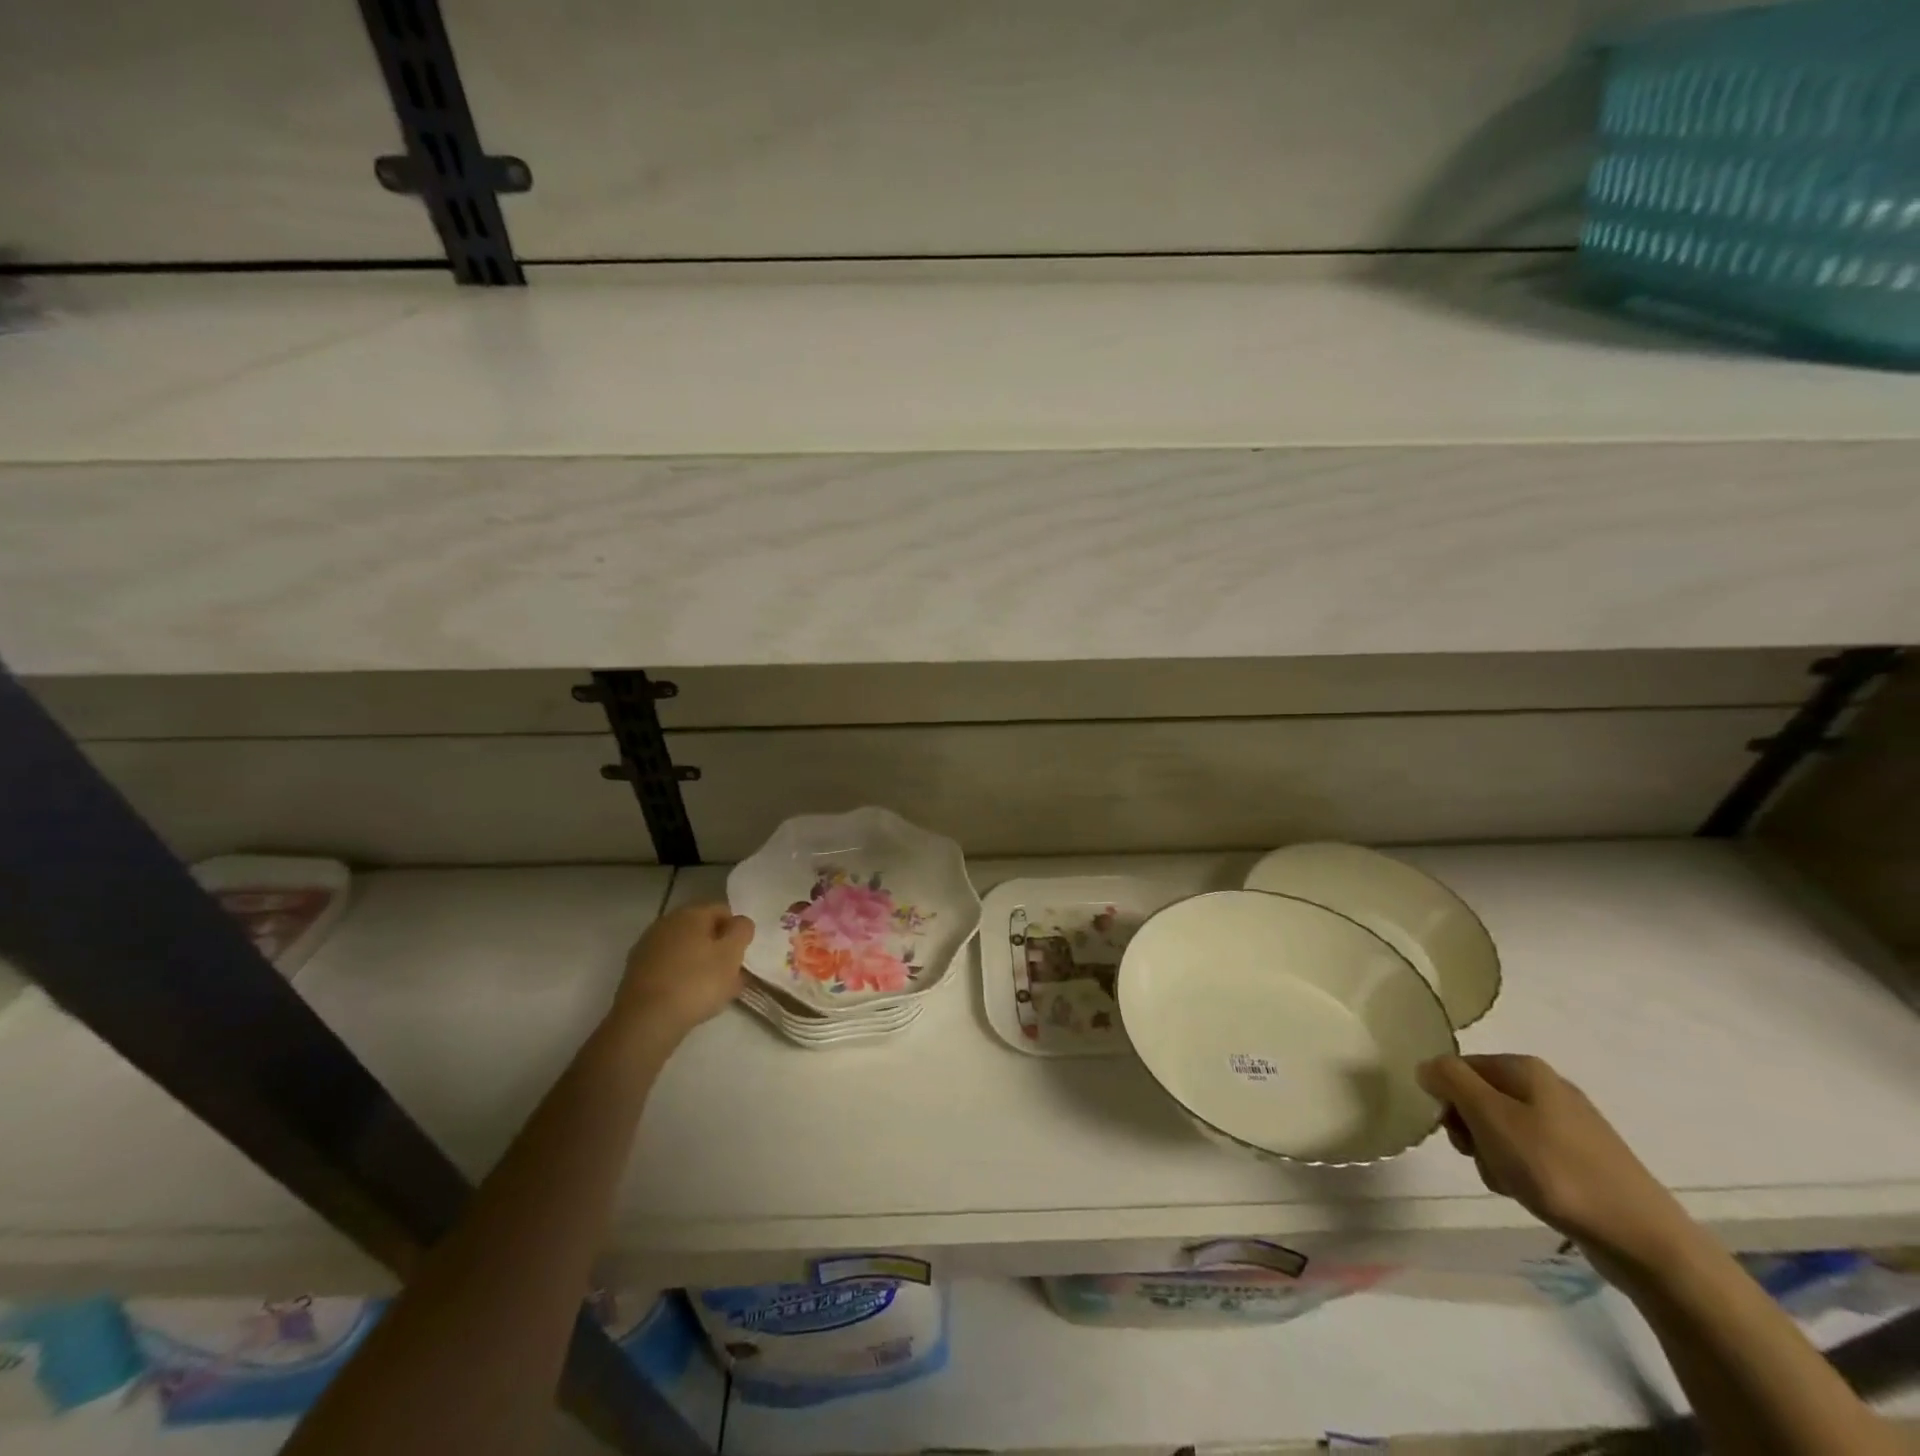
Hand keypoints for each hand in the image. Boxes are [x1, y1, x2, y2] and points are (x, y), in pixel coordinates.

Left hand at [613, 903, 751, 1043]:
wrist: (646, 1021)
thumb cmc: (697, 982)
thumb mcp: (732, 954)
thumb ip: (742, 931)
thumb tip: (739, 923)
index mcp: (690, 913)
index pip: (723, 911)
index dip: (737, 932)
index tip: (741, 956)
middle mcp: (666, 923)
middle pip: (702, 931)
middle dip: (718, 950)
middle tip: (731, 976)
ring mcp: (648, 947)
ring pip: (685, 951)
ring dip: (700, 965)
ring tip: (712, 993)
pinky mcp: (636, 972)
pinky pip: (669, 968)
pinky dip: (681, 978)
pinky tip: (688, 1000)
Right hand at [1418, 1054, 1693, 1272]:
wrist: (1644, 1240)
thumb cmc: (1556, 1170)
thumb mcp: (1490, 1117)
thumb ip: (1450, 1081)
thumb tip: (1426, 1067)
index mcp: (1525, 1068)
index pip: (1458, 1067)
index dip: (1447, 1099)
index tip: (1457, 1133)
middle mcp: (1546, 1087)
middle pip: (1478, 1098)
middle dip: (1471, 1130)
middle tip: (1483, 1157)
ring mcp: (1569, 1125)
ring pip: (1501, 1130)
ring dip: (1493, 1156)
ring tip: (1511, 1183)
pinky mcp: (1583, 1159)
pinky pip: (1530, 1154)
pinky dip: (1520, 1172)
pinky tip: (1531, 1194)